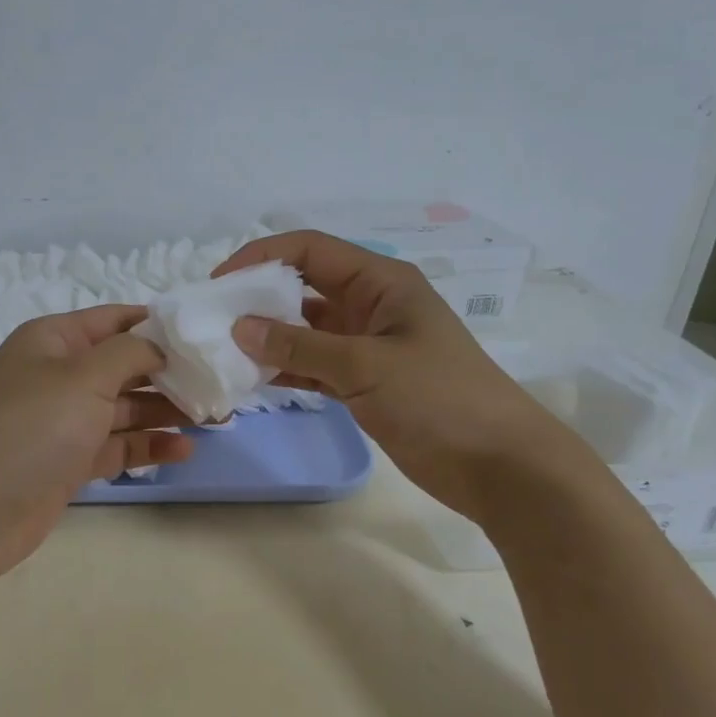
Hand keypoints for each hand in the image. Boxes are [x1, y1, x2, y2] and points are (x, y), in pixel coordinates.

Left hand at [0, 305, 194, 581]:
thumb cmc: (31, 427)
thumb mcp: (83, 376)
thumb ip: (130, 353)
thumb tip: (160, 344)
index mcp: (54, 339)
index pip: (115, 320)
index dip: (159, 324)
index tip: (206, 335)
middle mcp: (59, 374)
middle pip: (124, 365)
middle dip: (170, 372)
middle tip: (219, 383)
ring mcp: (64, 420)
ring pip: (125, 407)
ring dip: (165, 410)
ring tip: (215, 417)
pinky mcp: (70, 460)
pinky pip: (117, 445)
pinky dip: (148, 445)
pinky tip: (184, 449)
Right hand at [218, 230, 568, 519]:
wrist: (501, 466)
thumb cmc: (439, 399)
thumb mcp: (365, 365)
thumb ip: (299, 344)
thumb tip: (240, 326)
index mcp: (380, 282)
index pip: (310, 250)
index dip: (262, 257)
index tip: (220, 282)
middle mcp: (371, 305)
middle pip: (304, 286)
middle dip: (260, 297)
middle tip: (214, 318)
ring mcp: (368, 344)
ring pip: (306, 328)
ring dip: (270, 336)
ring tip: (225, 350)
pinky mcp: (366, 381)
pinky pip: (315, 363)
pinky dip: (287, 367)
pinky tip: (254, 377)